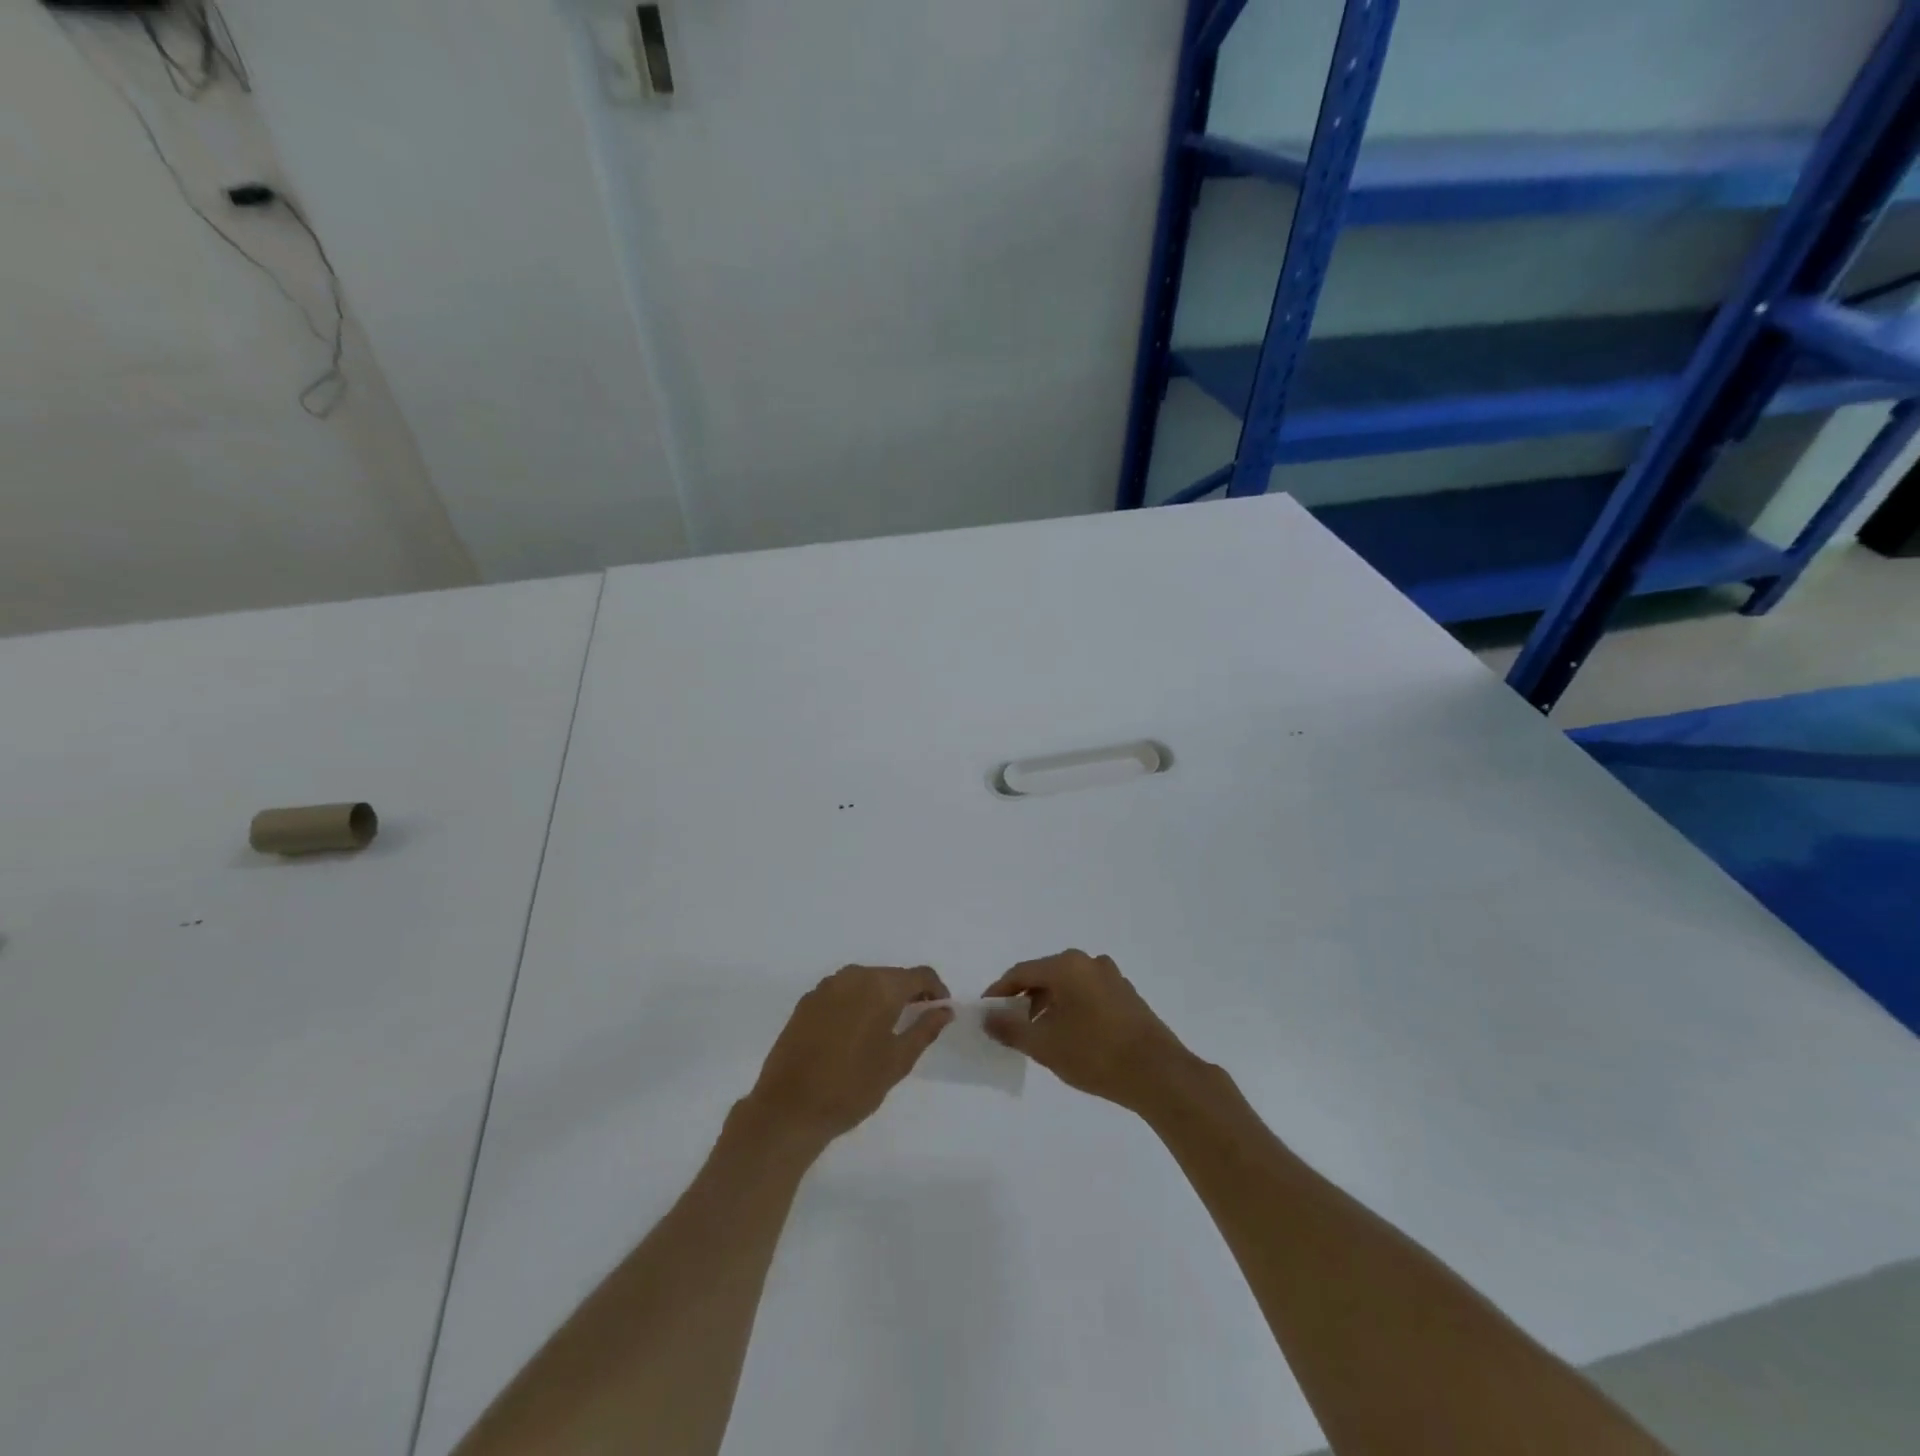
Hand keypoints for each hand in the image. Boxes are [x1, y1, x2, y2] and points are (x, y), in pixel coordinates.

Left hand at [742, 965, 953, 1146]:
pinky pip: (842, 993)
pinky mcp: (806, 1002)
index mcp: (880, 986)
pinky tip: (853, 1033)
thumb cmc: (852, 1086)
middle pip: (891, 975)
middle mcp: (853, 976)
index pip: (920, 975)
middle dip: (908, 994)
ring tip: (885, 1029)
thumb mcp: (897, 1061)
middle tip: (916, 1022)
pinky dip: (856, 1004)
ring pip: (865, 982)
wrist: (789, 1108)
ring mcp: (826, 987)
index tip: (941, 1011)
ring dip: (880, 997)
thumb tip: (945, 1009)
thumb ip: (924, 1029)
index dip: (936, 990)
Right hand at [984, 950, 1194, 1114]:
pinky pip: (1088, 994)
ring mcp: (1112, 977)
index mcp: (1067, 966)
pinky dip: (1072, 1008)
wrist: (1159, 1074)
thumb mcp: (1045, 1045)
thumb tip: (988, 1017)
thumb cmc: (1095, 1054)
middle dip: (1025, 999)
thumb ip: (1011, 1028)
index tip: (987, 1012)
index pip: (1022, 972)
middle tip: (1011, 1025)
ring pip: (1068, 985)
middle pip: (1046, 975)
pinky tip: (1071, 1036)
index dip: (1000, 991)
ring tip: (1040, 1035)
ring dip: (1049, 1005)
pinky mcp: (1128, 995)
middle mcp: (1089, 962)